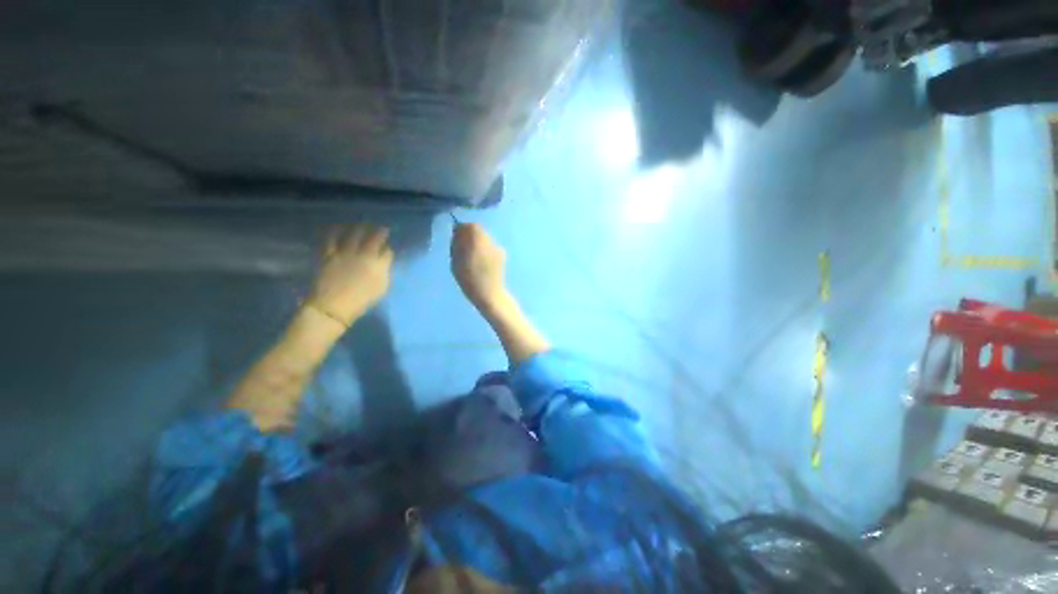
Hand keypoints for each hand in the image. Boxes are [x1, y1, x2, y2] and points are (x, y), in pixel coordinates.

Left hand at [310, 223, 393, 324]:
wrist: (334, 306)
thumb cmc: (362, 301)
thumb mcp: (381, 288)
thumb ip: (384, 272)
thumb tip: (384, 262)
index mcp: (379, 265)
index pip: (387, 252)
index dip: (388, 250)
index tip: (388, 249)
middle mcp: (364, 255)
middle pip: (374, 239)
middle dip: (380, 232)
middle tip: (381, 229)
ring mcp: (346, 253)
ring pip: (354, 235)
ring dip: (360, 228)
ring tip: (362, 225)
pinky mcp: (329, 255)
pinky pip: (331, 239)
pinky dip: (335, 232)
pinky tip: (337, 227)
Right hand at [451, 223, 506, 309]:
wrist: (489, 293)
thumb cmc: (468, 279)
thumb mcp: (455, 261)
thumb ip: (457, 244)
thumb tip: (458, 232)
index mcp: (477, 240)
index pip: (470, 226)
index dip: (462, 230)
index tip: (457, 240)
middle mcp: (489, 240)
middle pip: (479, 231)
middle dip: (470, 236)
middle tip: (463, 249)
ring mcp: (497, 247)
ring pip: (485, 238)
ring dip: (478, 243)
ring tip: (472, 257)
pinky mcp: (502, 254)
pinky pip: (490, 247)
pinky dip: (485, 250)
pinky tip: (482, 262)